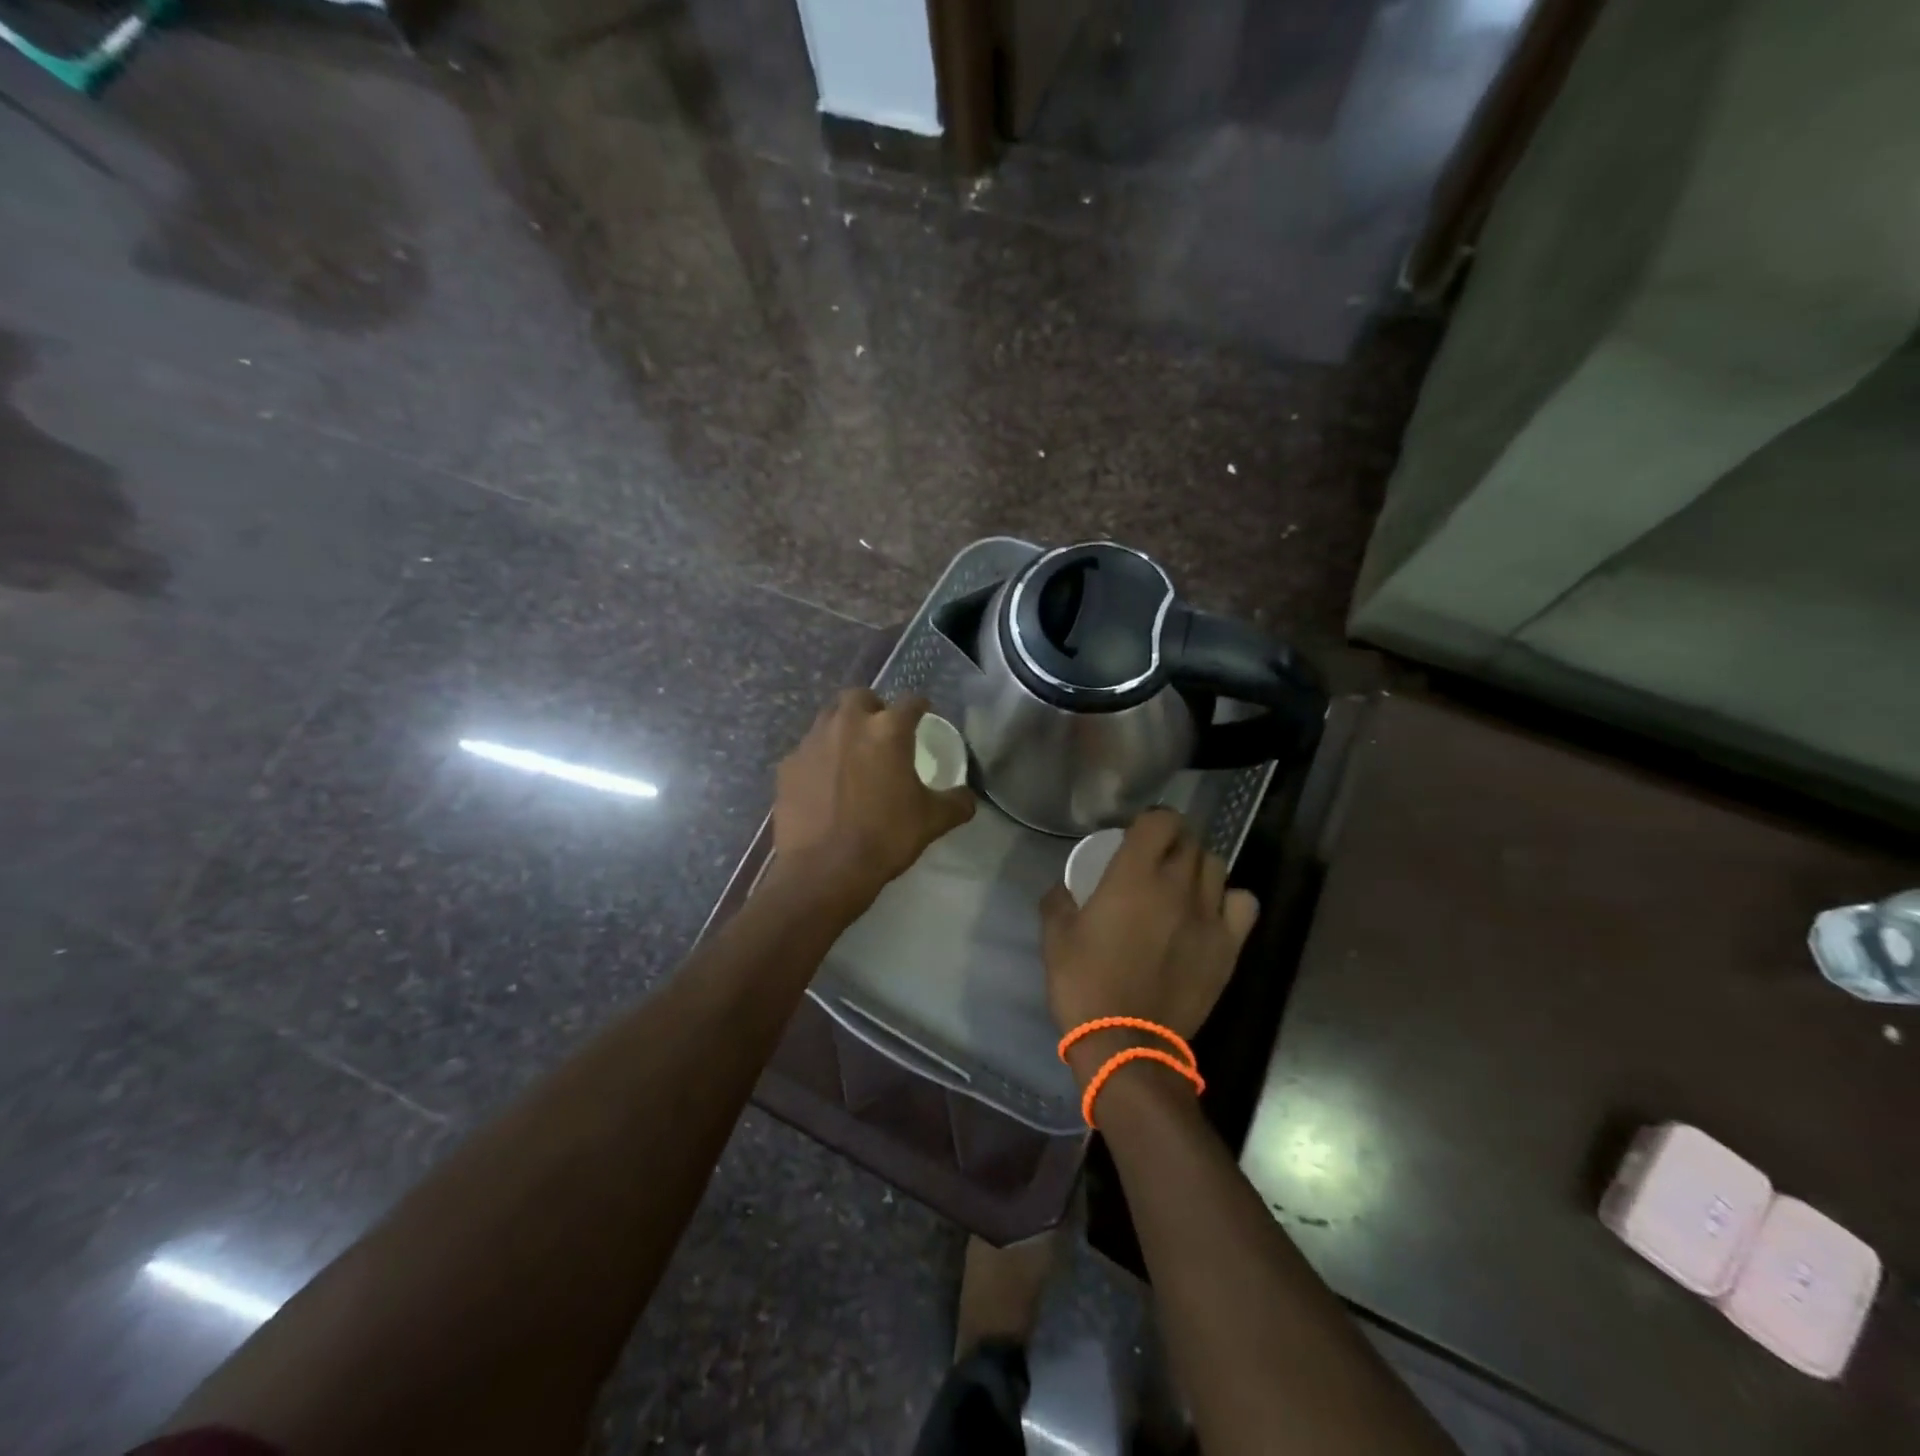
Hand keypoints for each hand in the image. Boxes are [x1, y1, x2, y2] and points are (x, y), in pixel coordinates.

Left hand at [772, 689, 975, 906]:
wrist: (824, 870)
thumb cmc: (885, 838)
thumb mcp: (932, 821)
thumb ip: (957, 803)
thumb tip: (967, 797)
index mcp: (887, 730)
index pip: (910, 702)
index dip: (920, 707)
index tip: (923, 716)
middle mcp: (848, 724)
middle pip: (860, 696)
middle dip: (873, 707)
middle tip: (881, 731)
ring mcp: (812, 742)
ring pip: (829, 717)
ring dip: (843, 727)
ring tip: (851, 753)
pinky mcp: (788, 765)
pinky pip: (807, 749)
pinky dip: (819, 757)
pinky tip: (825, 782)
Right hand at [1041, 808, 1258, 1087]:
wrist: (1126, 1043)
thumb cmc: (1085, 983)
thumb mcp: (1055, 936)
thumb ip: (1058, 900)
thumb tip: (1064, 887)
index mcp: (1134, 874)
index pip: (1161, 820)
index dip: (1151, 820)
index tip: (1136, 836)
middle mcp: (1177, 884)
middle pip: (1190, 840)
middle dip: (1173, 841)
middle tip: (1153, 861)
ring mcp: (1209, 915)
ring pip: (1217, 866)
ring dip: (1198, 866)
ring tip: (1182, 885)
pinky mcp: (1228, 946)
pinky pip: (1244, 903)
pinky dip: (1230, 899)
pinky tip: (1211, 912)